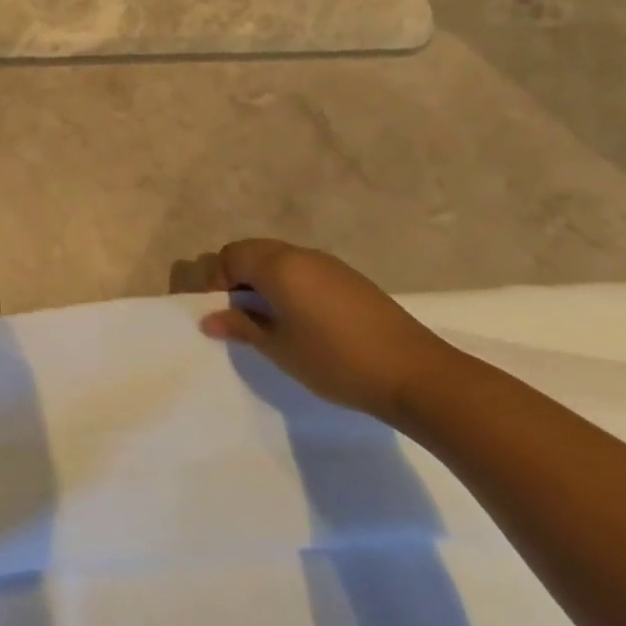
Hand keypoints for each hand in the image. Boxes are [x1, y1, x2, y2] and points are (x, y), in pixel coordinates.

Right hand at [199, 239, 459, 423]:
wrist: (416, 374)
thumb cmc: (335, 361)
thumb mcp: (279, 349)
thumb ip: (241, 327)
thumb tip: (209, 319)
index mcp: (277, 266)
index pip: (230, 256)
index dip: (217, 281)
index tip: (220, 313)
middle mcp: (300, 254)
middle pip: (253, 251)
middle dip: (237, 276)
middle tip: (240, 313)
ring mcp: (329, 264)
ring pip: (280, 258)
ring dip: (264, 279)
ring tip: (270, 318)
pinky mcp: (350, 279)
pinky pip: (304, 269)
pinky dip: (290, 283)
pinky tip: (303, 318)